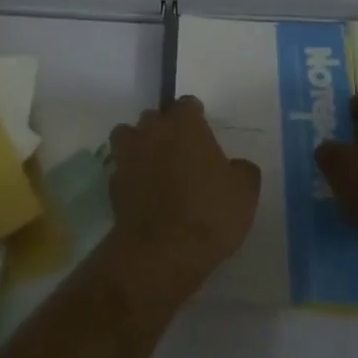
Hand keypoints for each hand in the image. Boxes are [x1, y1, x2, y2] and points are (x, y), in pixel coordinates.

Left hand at [102, 96, 260, 317]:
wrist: (162, 253)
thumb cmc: (208, 213)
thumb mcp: (244, 192)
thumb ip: (242, 170)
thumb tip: (236, 166)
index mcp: (184, 124)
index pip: (187, 104)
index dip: (195, 116)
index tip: (203, 131)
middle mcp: (152, 131)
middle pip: (155, 117)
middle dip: (165, 128)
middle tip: (181, 150)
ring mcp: (128, 155)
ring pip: (128, 136)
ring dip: (139, 145)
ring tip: (154, 165)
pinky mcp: (113, 183)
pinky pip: (122, 169)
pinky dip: (131, 175)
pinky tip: (144, 193)